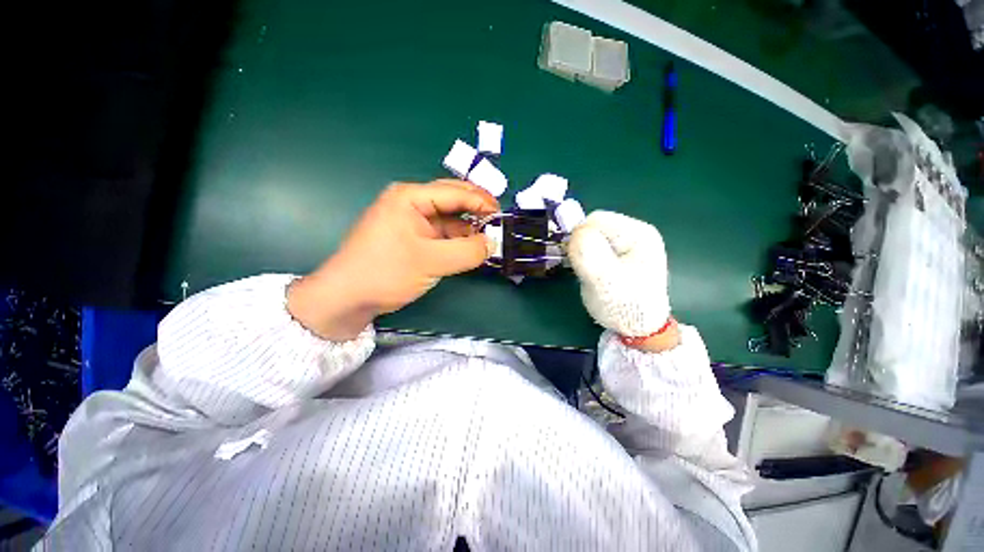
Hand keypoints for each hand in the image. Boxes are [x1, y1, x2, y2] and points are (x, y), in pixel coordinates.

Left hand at [288, 180, 498, 339]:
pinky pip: (442, 234)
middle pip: (453, 200)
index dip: (482, 202)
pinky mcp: (413, 238)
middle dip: (477, 212)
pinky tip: (472, 248)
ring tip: (489, 239)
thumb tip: (493, 243)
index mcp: (410, 197)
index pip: (455, 193)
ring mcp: (412, 221)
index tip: (503, 216)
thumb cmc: (385, 273)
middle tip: (499, 224)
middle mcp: (411, 203)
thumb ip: (467, 251)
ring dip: (469, 228)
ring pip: (449, 219)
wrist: (348, 298)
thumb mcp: (431, 262)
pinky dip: (458, 240)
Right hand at [567, 211, 678, 350]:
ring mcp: (628, 244)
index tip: (580, 262)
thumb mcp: (604, 280)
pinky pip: (593, 248)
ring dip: (583, 254)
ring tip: (592, 275)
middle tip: (587, 270)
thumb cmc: (625, 306)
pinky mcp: (619, 255)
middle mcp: (635, 233)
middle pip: (593, 226)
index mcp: (638, 233)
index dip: (580, 238)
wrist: (638, 329)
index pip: (596, 220)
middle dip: (582, 247)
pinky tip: (594, 274)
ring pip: (590, 238)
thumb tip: (575, 233)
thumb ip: (588, 252)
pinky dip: (587, 259)